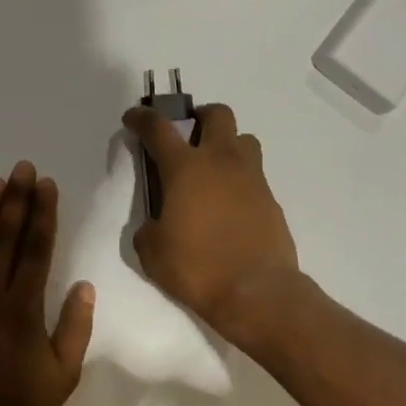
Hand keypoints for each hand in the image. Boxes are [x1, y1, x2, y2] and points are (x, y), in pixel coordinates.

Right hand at [123, 103, 300, 343]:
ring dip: (227, 143)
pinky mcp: (271, 198)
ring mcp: (251, 177)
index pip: (159, 129)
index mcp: (186, 168)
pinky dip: (240, 178)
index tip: (134, 118)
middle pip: (217, 114)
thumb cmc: (197, 268)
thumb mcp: (152, 252)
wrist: (257, 291)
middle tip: (187, 135)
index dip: (142, 118)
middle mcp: (221, 162)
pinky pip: (255, 173)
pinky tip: (230, 204)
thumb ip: (148, 229)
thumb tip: (155, 225)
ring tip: (213, 168)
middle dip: (199, 116)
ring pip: (244, 139)